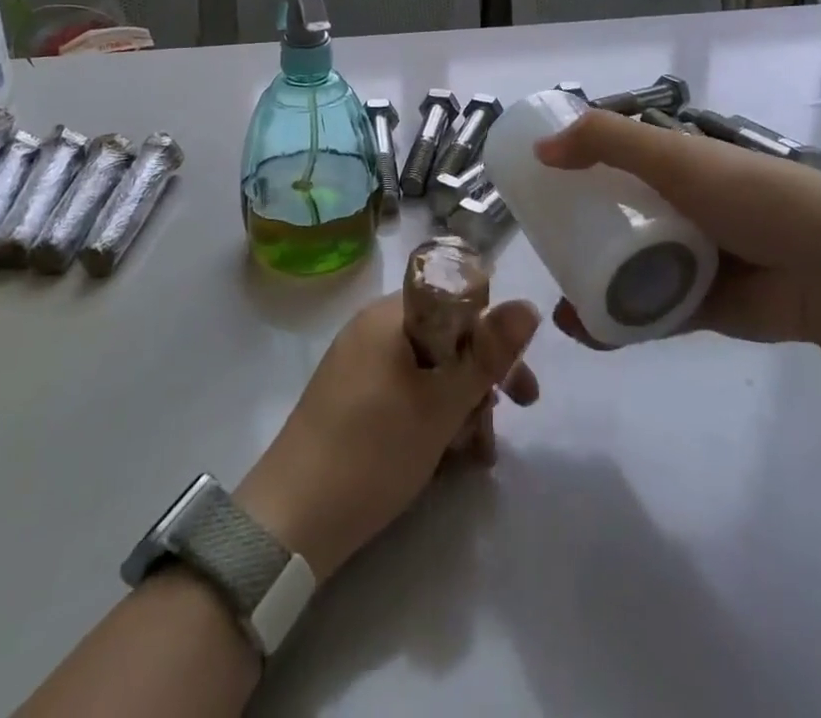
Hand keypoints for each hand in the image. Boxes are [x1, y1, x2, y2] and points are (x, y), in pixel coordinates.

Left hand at [236, 293, 540, 582]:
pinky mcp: (351, 397)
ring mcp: (359, 363)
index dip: (493, 337)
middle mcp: (372, 328)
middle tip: (509, 418)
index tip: (516, 383)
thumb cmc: (373, 451)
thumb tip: (529, 304)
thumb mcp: (442, 404)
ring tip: (475, 455)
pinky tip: (448, 457)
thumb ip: (488, 354)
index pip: (457, 300)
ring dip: (459, 406)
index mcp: (390, 314)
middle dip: (480, 380)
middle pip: (445, 337)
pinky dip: (430, 417)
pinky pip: (404, 391)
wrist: (291, 520)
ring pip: (427, 370)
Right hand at [536, 109, 820, 347]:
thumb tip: (541, 148)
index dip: (574, 169)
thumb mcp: (675, 156)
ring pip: (624, 269)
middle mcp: (677, 208)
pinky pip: (646, 312)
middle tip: (539, 248)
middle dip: (573, 233)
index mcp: (674, 166)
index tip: (535, 186)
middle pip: (612, 218)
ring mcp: (687, 258)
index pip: (612, 161)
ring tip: (556, 303)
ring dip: (588, 284)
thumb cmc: (751, 197)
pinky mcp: (697, 306)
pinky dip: (616, 322)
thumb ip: (607, 141)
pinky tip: (584, 330)